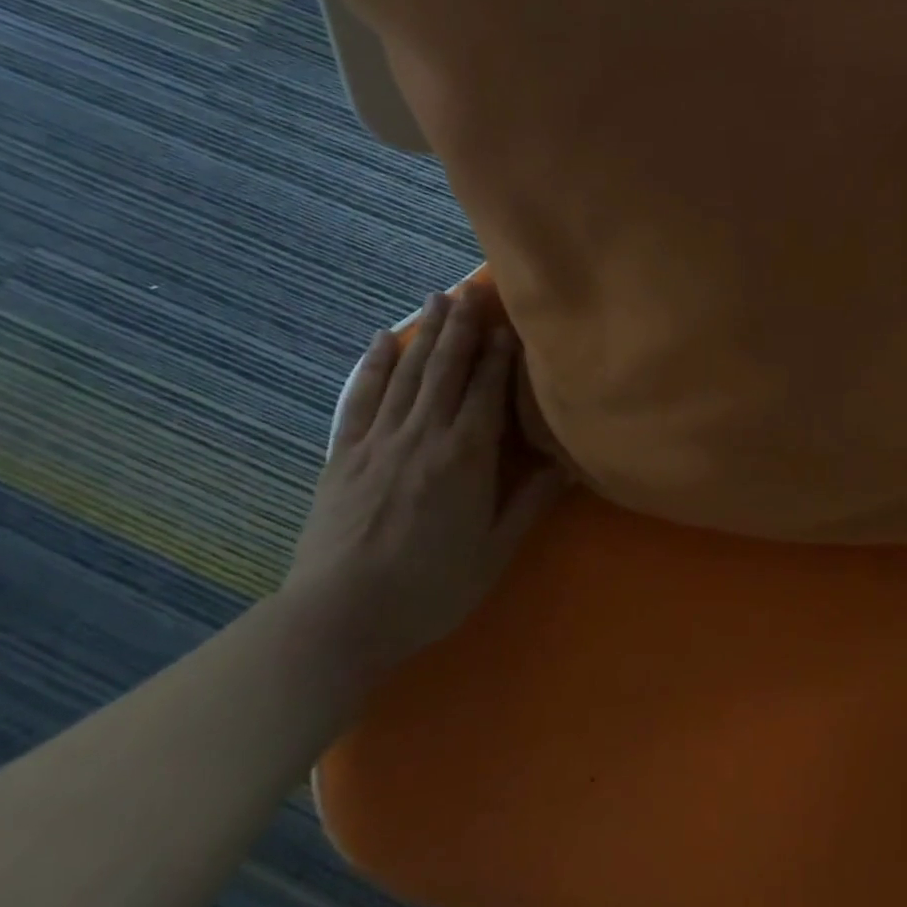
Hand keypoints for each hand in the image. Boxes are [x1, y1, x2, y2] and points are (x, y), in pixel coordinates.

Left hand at [284, 287, 567, 681]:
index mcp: (466, 456)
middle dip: (462, 326)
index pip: (487, 389)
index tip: (509, 322)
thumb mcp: (494, 552)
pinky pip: (361, 398)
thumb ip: (531, 502)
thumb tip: (569, 464)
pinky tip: (381, 339)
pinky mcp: (345, 455)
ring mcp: (380, 441)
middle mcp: (424, 435)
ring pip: (408, 373)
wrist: (337, 618)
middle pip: (447, 368)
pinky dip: (372, 365)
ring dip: (425, 332)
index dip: (500, 353)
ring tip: (437, 297)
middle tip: (472, 288)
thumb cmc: (429, 588)